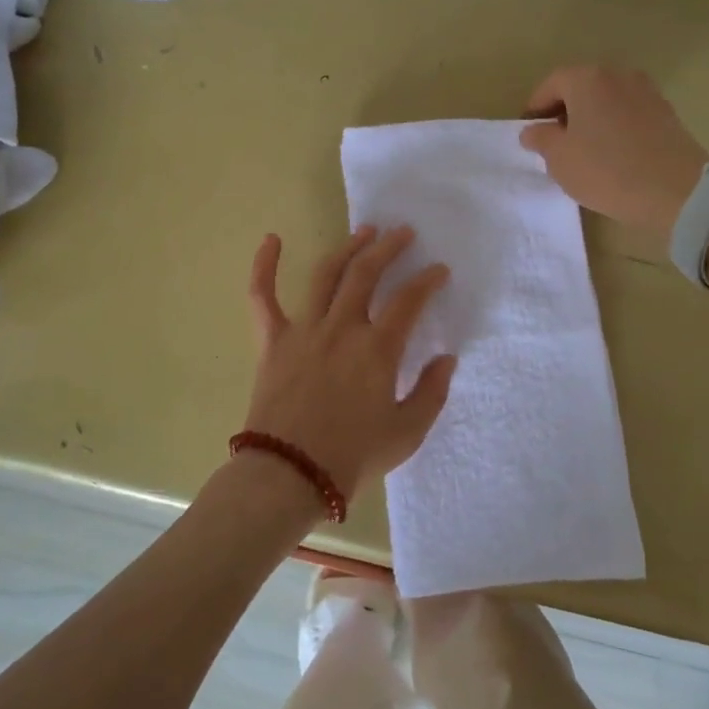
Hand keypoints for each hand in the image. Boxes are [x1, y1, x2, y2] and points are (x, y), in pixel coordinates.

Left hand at [242, 225, 457, 502]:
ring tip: (363, 232)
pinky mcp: (272, 342)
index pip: (409, 300)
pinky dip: (264, 266)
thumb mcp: (407, 433)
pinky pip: (263, 297)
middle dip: (389, 248)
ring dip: (347, 248)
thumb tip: (445, 359)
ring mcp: (304, 330)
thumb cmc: (352, 457)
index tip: (439, 270)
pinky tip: (271, 239)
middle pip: (367, 274)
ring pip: (326, 275)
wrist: (289, 476)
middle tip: (403, 233)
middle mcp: (342, 328)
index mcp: (378, 349)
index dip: (428, 280)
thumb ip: (431, 393)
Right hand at [519, 66, 708, 240]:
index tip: (530, 133)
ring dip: (590, 119)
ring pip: (606, 100)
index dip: (535, 108)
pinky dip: (614, 127)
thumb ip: (540, 139)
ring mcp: (646, 91)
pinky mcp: (666, 112)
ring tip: (583, 151)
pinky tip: (612, 154)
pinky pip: (628, 113)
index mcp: (587, 79)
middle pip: (581, 87)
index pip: (551, 85)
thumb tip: (533, 130)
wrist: (675, 191)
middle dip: (564, 111)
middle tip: (554, 142)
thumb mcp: (559, 159)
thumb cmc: (606, 170)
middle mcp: (618, 75)